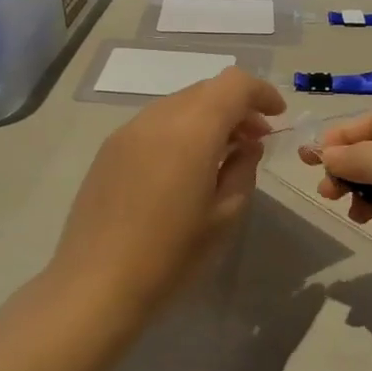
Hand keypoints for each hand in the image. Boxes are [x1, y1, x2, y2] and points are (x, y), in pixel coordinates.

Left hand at [52, 68, 285, 319]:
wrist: (94, 286)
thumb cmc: (170, 255)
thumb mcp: (224, 216)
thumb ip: (243, 169)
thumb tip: (246, 146)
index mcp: (192, 130)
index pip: (234, 84)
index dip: (261, 92)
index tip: (277, 117)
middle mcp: (158, 118)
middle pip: (207, 90)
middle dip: (237, 106)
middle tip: (254, 140)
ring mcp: (129, 131)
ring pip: (180, 103)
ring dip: (208, 117)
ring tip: (220, 155)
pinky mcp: (109, 149)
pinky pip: (155, 123)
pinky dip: (181, 129)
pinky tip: (184, 168)